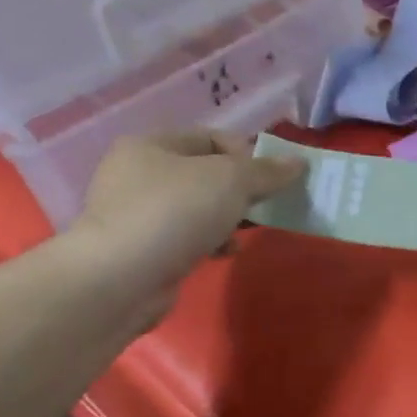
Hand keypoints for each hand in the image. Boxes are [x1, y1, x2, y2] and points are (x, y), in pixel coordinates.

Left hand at [67, 132, 304, 305]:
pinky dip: (211, 241)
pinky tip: (225, 252)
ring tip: (247, 230)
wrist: (119, 280)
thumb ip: (267, 171)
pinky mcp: (141, 249)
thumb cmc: (175, 212)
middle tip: (264, 204)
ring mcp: (136, 213)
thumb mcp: (231, 180)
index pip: (211, 136)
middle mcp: (137, 173)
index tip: (268, 177)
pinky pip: (187, 236)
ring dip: (228, 217)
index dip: (245, 152)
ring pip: (198, 206)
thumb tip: (298, 163)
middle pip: (205, 173)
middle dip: (240, 189)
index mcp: (151, 145)